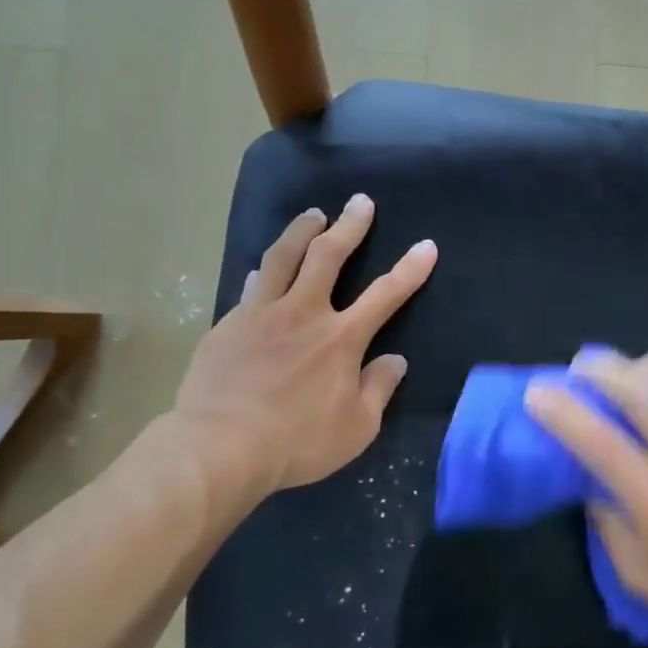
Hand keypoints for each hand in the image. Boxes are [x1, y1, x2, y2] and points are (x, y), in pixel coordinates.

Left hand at [173, 195, 436, 492]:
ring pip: (282, 257)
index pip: (386, 295)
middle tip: (360, 202)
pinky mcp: (229, 324)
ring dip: (301, 230)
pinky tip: (261, 271)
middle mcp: (303, 312)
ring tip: (312, 214)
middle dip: (350, 225)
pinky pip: (251, 287)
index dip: (410, 270)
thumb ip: (378, 389)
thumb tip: (394, 361)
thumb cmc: (297, 442)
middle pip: (328, 255)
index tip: (426, 246)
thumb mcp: (356, 428)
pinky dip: (263, 274)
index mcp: (341, 338)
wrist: (221, 445)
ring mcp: (261, 313)